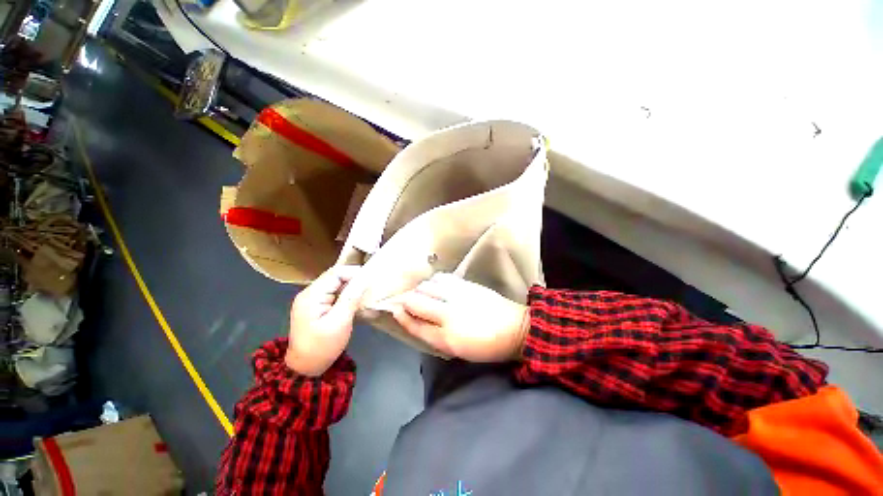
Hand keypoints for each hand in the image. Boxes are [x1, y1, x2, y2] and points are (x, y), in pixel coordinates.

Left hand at [286, 265, 364, 375]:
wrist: (304, 367)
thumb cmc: (323, 346)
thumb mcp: (340, 322)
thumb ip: (351, 298)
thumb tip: (364, 279)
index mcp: (312, 295)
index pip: (335, 273)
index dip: (354, 272)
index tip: (370, 279)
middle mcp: (308, 293)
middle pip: (333, 276)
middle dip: (352, 278)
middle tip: (369, 285)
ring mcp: (310, 300)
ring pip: (333, 284)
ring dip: (349, 286)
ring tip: (364, 291)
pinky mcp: (314, 306)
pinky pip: (331, 293)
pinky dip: (343, 293)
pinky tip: (353, 299)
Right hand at [389, 273, 529, 361]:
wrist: (515, 328)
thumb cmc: (485, 345)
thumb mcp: (457, 349)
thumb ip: (434, 335)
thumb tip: (415, 320)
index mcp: (447, 337)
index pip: (414, 325)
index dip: (401, 317)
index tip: (394, 310)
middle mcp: (448, 313)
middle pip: (415, 300)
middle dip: (406, 300)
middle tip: (408, 303)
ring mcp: (457, 295)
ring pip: (426, 286)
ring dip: (420, 290)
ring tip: (424, 295)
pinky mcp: (466, 284)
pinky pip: (441, 278)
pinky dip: (434, 282)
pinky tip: (437, 287)